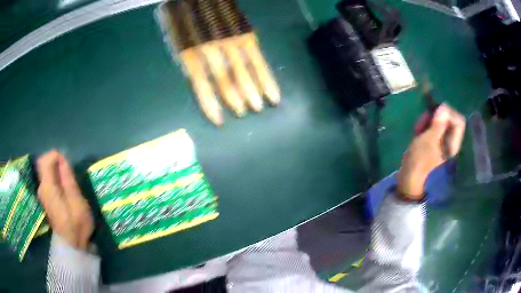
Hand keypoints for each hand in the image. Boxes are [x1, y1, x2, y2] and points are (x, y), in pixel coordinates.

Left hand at [37, 150, 93, 249]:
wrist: (71, 246)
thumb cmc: (77, 226)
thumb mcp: (77, 202)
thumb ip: (68, 180)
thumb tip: (62, 160)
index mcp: (48, 187)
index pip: (46, 159)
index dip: (57, 157)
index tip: (68, 166)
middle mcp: (42, 187)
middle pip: (44, 163)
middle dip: (57, 163)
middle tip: (70, 175)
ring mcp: (42, 193)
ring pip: (46, 171)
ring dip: (57, 171)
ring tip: (69, 184)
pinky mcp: (45, 198)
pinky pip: (48, 179)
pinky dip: (55, 178)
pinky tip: (64, 189)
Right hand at [397, 104, 465, 199]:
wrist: (409, 177)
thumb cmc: (419, 160)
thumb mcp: (428, 140)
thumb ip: (438, 124)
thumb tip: (444, 106)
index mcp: (453, 143)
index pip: (459, 121)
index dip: (449, 113)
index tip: (436, 112)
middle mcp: (450, 141)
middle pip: (448, 119)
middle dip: (435, 116)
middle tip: (424, 120)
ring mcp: (441, 141)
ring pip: (438, 122)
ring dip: (428, 121)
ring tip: (418, 128)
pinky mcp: (433, 141)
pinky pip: (432, 127)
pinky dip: (425, 125)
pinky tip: (418, 131)